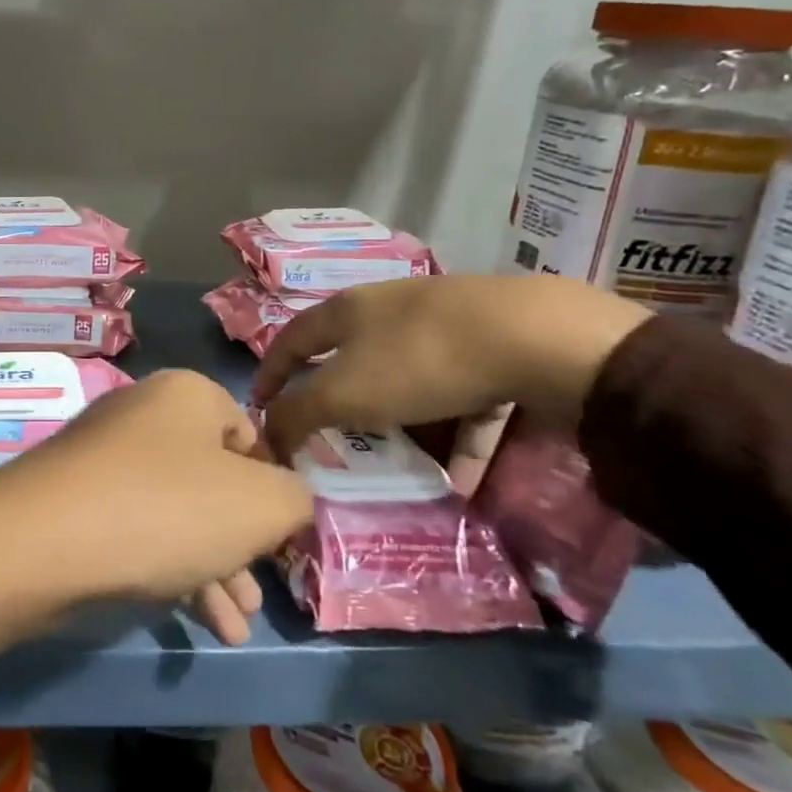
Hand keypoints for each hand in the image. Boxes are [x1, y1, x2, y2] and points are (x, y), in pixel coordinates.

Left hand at [0, 369, 313, 725]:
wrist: (44, 541)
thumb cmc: (167, 508)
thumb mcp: (260, 505)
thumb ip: (295, 499)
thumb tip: (286, 501)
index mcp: (188, 395)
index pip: (251, 435)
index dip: (273, 488)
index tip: (282, 537)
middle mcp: (145, 415)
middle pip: (213, 479)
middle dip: (243, 542)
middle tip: (261, 592)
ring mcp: (106, 457)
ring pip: (179, 512)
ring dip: (214, 568)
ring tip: (237, 624)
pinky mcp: (78, 500)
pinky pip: (141, 530)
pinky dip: (173, 571)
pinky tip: (199, 622)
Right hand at [254, 275, 650, 472]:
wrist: (532, 337)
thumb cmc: (417, 360)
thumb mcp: (344, 393)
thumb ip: (297, 415)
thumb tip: (265, 436)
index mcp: (347, 311)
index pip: (292, 339)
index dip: (271, 372)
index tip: (259, 406)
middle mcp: (391, 311)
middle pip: (353, 360)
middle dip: (340, 403)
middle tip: (333, 442)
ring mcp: (445, 327)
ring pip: (410, 384)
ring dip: (402, 427)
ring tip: (401, 468)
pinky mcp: (494, 350)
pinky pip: (463, 402)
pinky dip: (457, 438)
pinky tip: (462, 480)